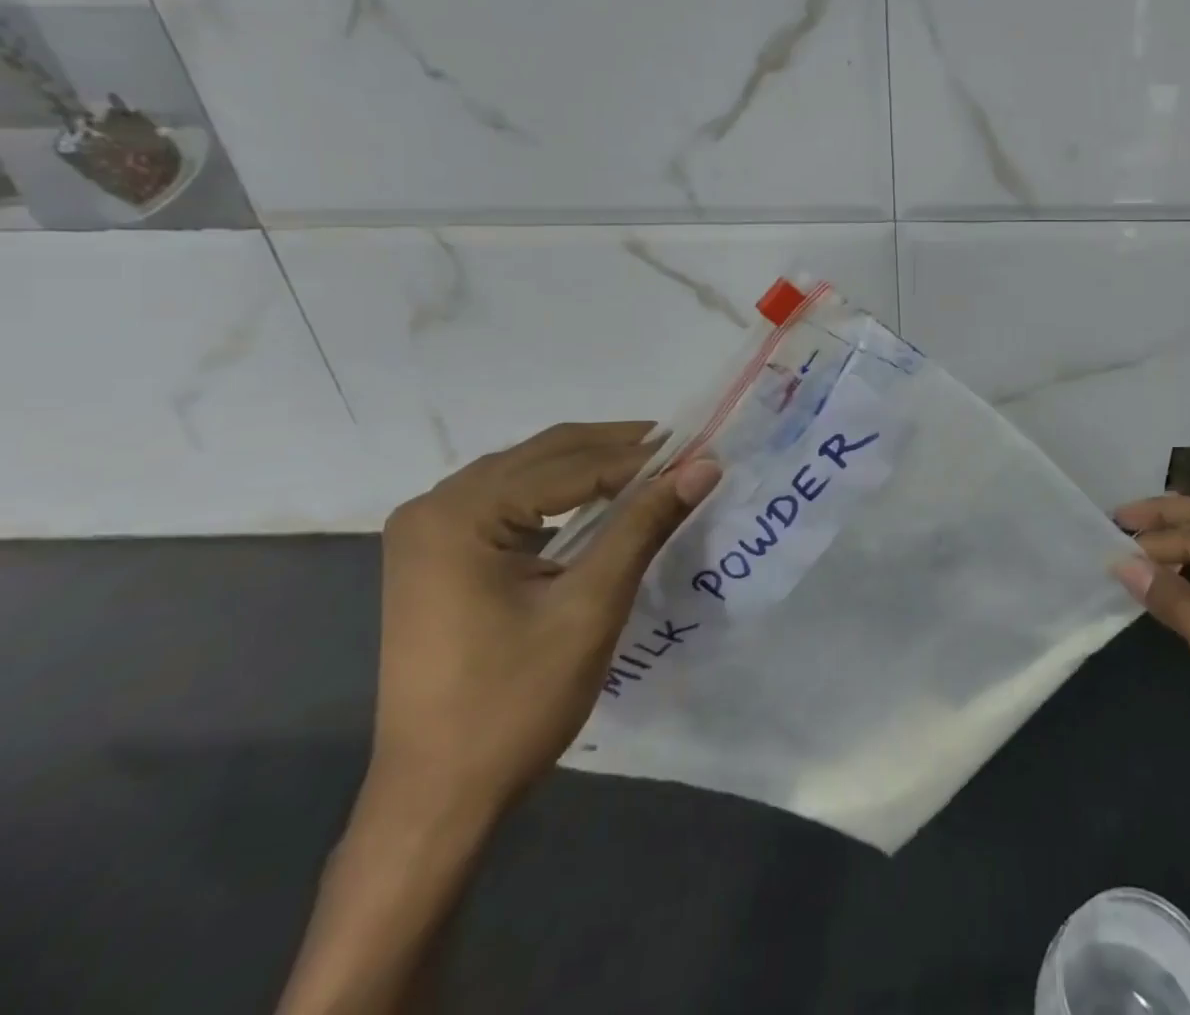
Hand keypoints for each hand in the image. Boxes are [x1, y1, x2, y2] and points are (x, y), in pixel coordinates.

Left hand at [370, 421, 721, 817]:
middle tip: (685, 451)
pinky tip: (602, 499)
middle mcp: (435, 506)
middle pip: (545, 455)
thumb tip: (705, 465)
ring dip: (592, 466)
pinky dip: (563, 492)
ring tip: (655, 469)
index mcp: (460, 515)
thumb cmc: (515, 701)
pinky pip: (511, 499)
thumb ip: (645, 524)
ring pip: (529, 471)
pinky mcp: (437, 554)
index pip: (571, 466)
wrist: (438, 796)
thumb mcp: (591, 606)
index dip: (642, 458)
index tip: (702, 451)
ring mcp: (429, 530)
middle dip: (618, 449)